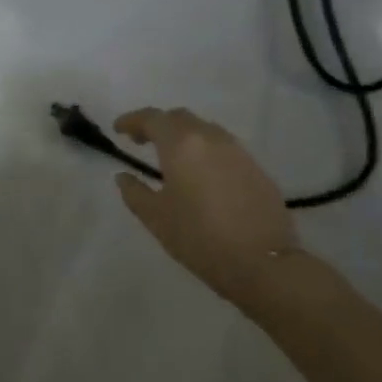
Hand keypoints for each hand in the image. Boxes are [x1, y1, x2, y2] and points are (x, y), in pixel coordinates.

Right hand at [113, 107, 299, 308]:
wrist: (264, 264)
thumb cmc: (200, 238)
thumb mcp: (155, 218)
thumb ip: (134, 192)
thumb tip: (124, 176)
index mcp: (181, 145)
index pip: (152, 118)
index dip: (132, 121)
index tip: (117, 130)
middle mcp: (211, 139)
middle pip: (180, 117)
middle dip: (158, 124)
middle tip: (142, 141)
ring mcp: (238, 152)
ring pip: (205, 130)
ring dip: (184, 136)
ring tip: (172, 157)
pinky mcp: (257, 169)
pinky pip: (224, 148)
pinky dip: (206, 151)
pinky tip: (201, 175)